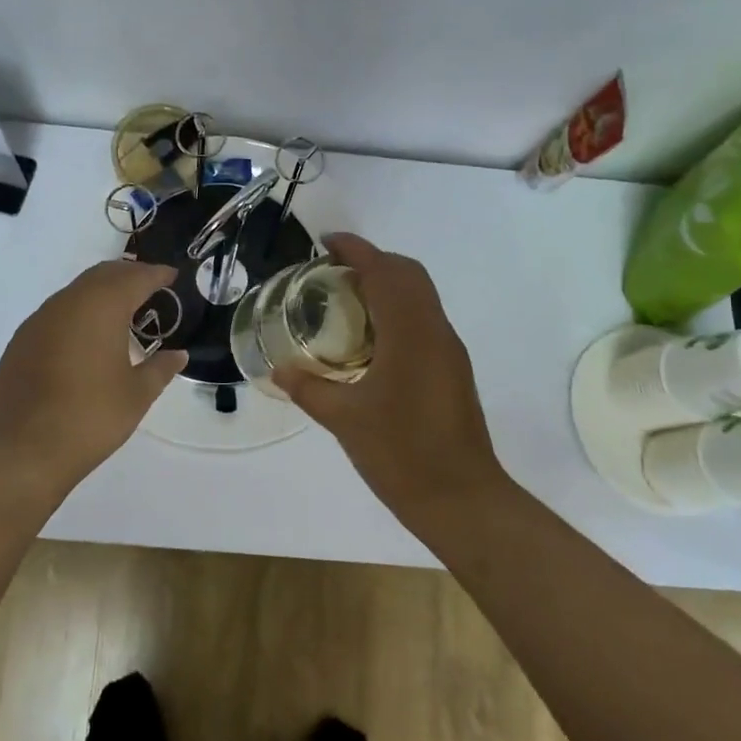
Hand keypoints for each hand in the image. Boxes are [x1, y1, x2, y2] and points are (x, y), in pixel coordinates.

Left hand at [0, 261, 187, 483]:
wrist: (25, 449)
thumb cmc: (92, 416)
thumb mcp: (138, 394)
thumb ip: (161, 368)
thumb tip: (179, 355)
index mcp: (102, 308)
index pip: (135, 278)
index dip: (156, 274)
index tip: (172, 276)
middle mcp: (69, 303)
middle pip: (103, 275)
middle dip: (128, 275)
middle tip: (150, 287)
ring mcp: (40, 319)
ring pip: (77, 291)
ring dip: (101, 292)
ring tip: (122, 310)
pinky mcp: (22, 340)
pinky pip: (56, 312)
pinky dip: (78, 312)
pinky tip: (86, 336)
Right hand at [275, 234, 512, 521]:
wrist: (461, 499)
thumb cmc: (401, 454)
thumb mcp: (344, 420)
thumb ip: (309, 389)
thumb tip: (278, 369)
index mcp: (410, 333)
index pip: (384, 271)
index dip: (356, 249)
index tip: (326, 242)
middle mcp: (435, 331)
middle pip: (408, 274)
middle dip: (373, 261)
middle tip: (332, 270)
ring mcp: (448, 350)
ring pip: (421, 295)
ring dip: (388, 284)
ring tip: (346, 299)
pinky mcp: (452, 369)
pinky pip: (424, 319)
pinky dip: (397, 309)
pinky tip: (370, 338)